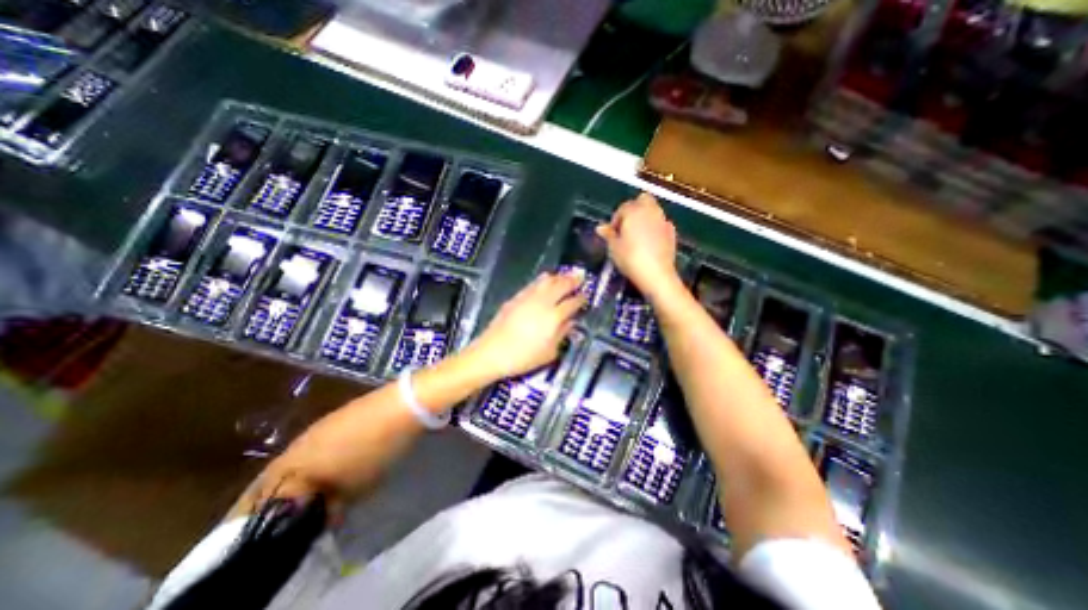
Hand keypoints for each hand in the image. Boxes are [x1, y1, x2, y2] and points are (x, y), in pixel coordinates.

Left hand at [467, 274, 587, 382]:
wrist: (493, 352)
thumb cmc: (523, 357)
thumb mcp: (549, 352)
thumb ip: (562, 334)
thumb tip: (570, 322)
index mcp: (554, 317)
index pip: (572, 302)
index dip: (581, 298)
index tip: (585, 296)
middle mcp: (543, 302)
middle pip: (561, 285)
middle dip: (572, 280)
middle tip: (580, 277)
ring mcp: (528, 297)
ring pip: (547, 281)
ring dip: (559, 276)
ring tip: (566, 275)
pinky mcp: (516, 297)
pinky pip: (534, 283)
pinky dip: (543, 279)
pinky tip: (546, 279)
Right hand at [593, 194, 677, 302]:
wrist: (656, 274)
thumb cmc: (630, 259)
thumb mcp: (613, 248)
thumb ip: (608, 235)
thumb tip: (600, 227)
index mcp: (634, 211)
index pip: (623, 207)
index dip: (616, 219)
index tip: (613, 233)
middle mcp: (650, 211)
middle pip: (643, 200)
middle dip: (634, 209)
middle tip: (627, 227)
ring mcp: (663, 220)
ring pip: (654, 210)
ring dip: (645, 217)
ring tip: (637, 235)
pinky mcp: (672, 232)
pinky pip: (661, 223)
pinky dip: (655, 227)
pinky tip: (650, 242)